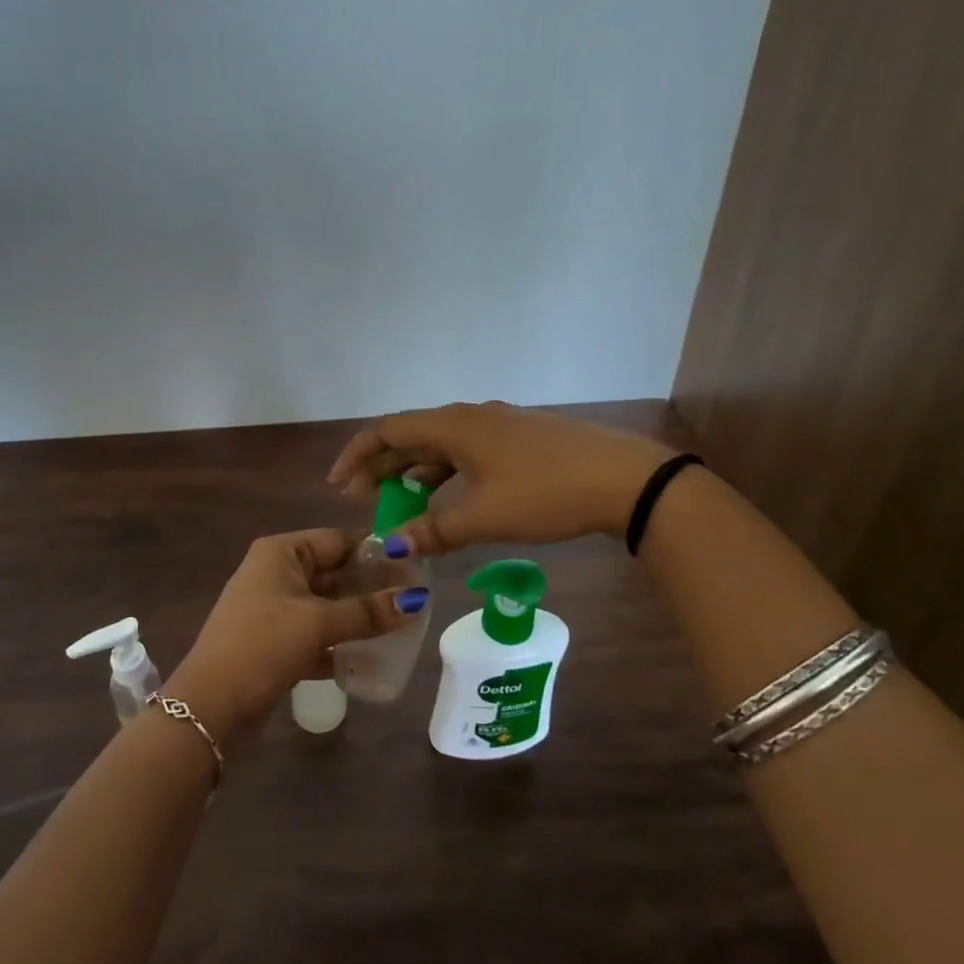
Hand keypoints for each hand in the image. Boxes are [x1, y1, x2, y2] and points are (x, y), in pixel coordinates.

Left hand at [166, 529, 427, 739]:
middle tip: (413, 601)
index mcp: (281, 552)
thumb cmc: (263, 646)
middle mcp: (276, 572)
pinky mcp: (273, 641)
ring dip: (357, 618)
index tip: (414, 567)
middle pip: (333, 573)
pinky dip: (338, 644)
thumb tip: (416, 599)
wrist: (209, 707)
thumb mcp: (317, 624)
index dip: (375, 552)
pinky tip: (368, 660)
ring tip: (400, 629)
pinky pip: (315, 634)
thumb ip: (368, 611)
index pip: (337, 540)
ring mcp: (273, 608)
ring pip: (326, 606)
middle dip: (370, 588)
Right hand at [328, 402, 673, 554]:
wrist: (624, 479)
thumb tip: (391, 547)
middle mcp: (471, 416)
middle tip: (362, 502)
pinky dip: (446, 475)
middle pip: (412, 436)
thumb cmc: (546, 493)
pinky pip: (467, 453)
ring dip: (415, 473)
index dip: (357, 455)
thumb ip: (434, 530)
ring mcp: (498, 426)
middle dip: (383, 467)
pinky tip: (448, 500)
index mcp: (454, 425)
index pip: (388, 430)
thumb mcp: (485, 516)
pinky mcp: (520, 440)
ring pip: (441, 446)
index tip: (339, 486)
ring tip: (399, 505)